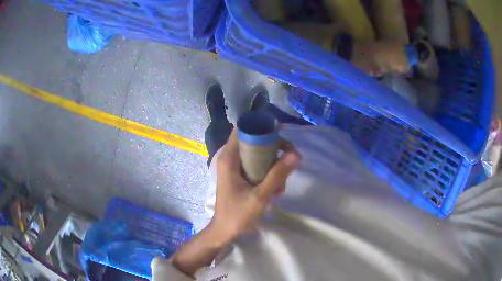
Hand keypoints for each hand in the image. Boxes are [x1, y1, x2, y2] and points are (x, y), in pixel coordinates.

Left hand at [209, 127, 300, 244]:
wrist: (225, 232)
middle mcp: (231, 159)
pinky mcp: (241, 177)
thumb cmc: (238, 215)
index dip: (260, 124)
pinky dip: (269, 174)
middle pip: (254, 141)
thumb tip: (296, 154)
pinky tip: (277, 190)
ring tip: (282, 185)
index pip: (242, 129)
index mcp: (230, 158)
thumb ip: (277, 174)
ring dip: (274, 165)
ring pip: (259, 155)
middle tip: (291, 158)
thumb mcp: (260, 196)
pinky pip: (258, 167)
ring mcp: (236, 168)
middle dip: (274, 148)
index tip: (280, 129)